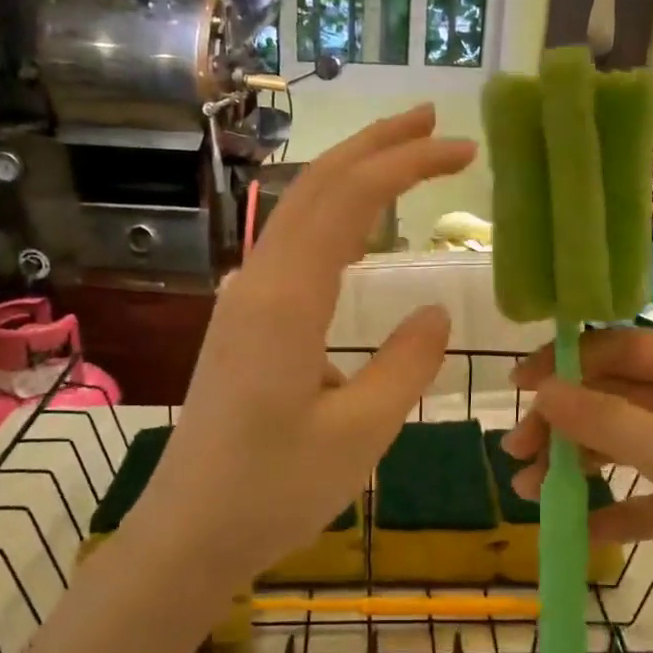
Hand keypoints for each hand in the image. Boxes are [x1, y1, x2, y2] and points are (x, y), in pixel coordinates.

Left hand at [128, 105, 475, 591]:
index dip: (408, 164)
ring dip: (353, 175)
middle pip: (317, 186)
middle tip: (432, 120)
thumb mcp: (361, 433)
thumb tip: (433, 312)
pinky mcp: (243, 323)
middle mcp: (259, 283)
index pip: (351, 200)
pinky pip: (293, 249)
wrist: (189, 532)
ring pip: (300, 213)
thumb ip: (406, 364)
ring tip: (404, 156)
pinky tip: (359, 232)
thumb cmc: (275, 490)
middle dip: (376, 145)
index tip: (463, 150)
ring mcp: (245, 301)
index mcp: (287, 300)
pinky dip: (335, 218)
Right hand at [503, 328, 652, 652]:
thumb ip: (612, 422)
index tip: (521, 387)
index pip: (628, 350)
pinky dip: (614, 507)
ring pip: (628, 445)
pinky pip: (647, 495)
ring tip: (531, 491)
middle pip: (621, 398)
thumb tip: (544, 391)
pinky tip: (580, 527)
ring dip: (581, 463)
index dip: (571, 361)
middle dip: (567, 421)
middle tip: (517, 451)